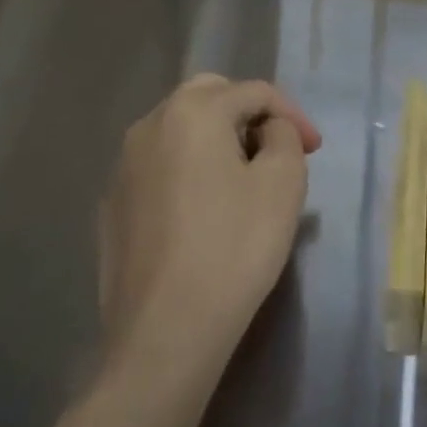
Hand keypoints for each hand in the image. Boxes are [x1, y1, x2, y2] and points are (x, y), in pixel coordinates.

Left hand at [100, 75, 321, 379]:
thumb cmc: (234, 248)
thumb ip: (283, 135)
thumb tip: (267, 130)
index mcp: (193, 111)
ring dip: (217, 138)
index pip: (255, 92)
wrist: (164, 334)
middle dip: (249, 114)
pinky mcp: (112, 205)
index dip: (292, 114)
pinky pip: (159, 166)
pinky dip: (188, 169)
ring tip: (245, 176)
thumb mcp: (283, 182)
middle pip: (210, 97)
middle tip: (277, 148)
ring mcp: (123, 166)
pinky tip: (205, 208)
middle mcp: (150, 125)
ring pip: (180, 129)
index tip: (315, 149)